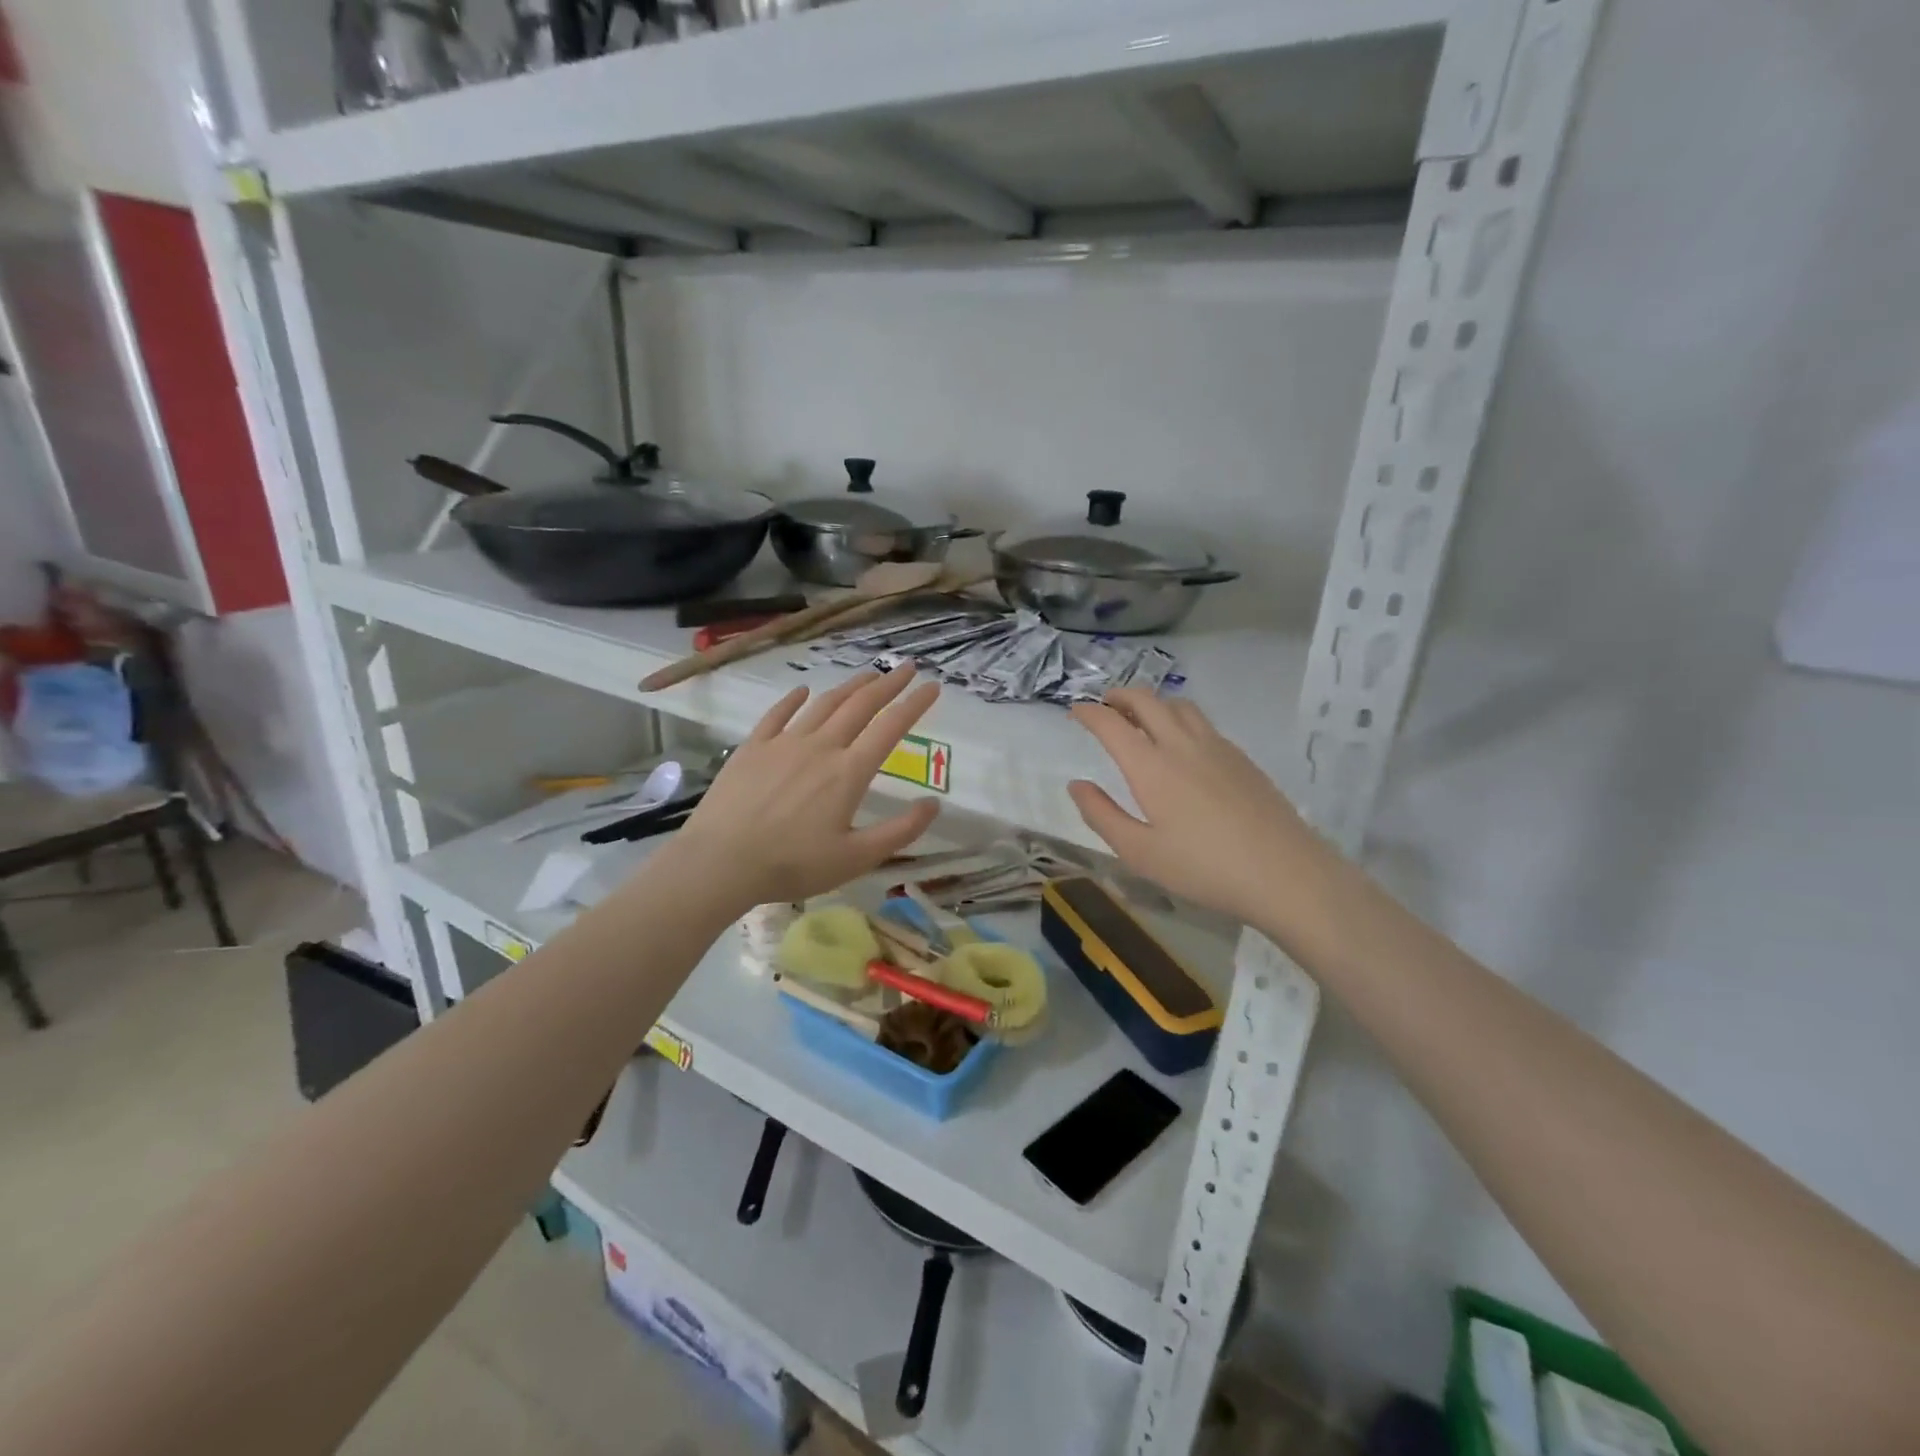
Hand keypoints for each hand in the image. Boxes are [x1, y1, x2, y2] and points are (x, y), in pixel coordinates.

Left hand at [672, 667, 942, 909]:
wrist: (721, 861)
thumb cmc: (793, 865)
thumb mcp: (856, 858)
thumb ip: (900, 832)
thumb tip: (934, 805)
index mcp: (849, 772)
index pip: (890, 728)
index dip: (914, 705)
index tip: (933, 686)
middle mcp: (821, 747)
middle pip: (860, 706)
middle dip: (887, 685)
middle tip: (906, 668)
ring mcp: (784, 743)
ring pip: (824, 705)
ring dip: (849, 687)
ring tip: (867, 676)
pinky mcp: (753, 747)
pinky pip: (778, 714)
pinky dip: (794, 700)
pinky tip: (803, 691)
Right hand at [1069, 690, 1324, 928]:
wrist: (1284, 872)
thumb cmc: (1204, 867)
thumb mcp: (1140, 852)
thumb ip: (1102, 815)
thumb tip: (1076, 785)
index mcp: (1151, 766)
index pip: (1112, 724)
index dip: (1089, 713)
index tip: (1075, 711)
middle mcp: (1182, 745)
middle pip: (1147, 700)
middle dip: (1120, 696)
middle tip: (1105, 704)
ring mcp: (1217, 747)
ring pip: (1179, 705)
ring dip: (1153, 702)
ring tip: (1142, 717)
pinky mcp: (1241, 758)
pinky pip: (1203, 722)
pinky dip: (1180, 718)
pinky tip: (1183, 744)